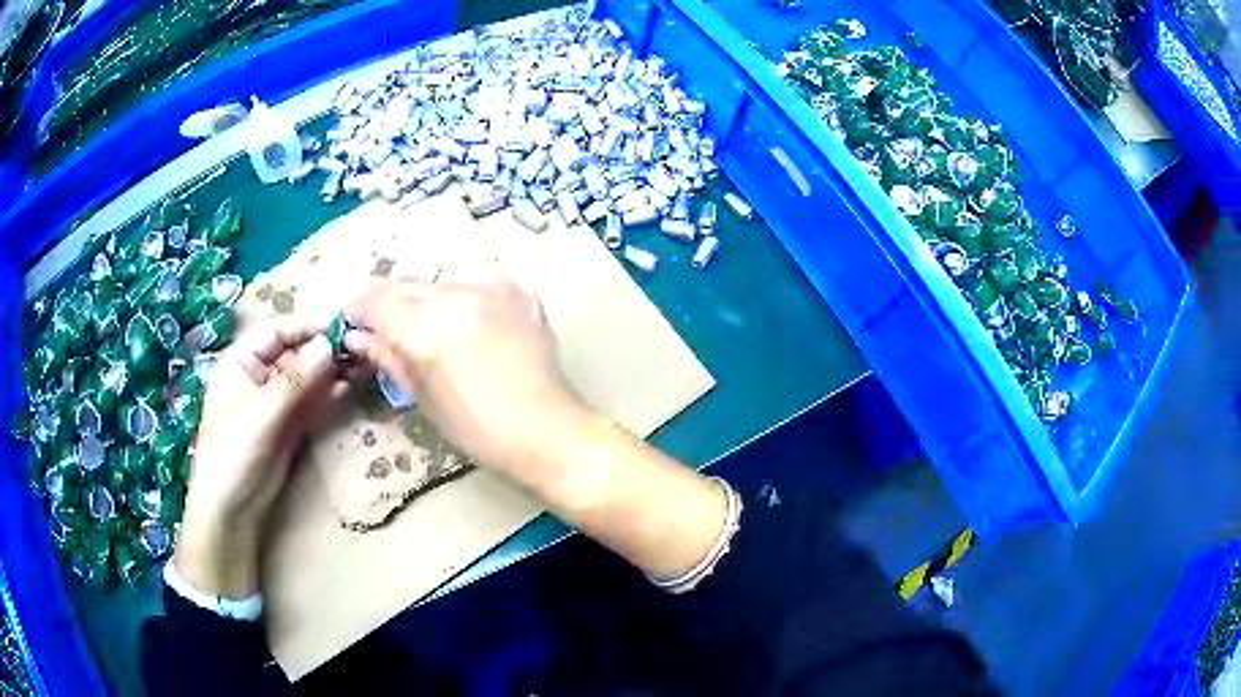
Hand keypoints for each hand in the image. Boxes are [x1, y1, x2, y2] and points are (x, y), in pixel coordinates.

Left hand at [175, 319, 349, 597]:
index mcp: (241, 361)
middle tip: (360, 346)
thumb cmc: (234, 450)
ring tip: (363, 362)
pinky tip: (349, 386)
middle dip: (325, 349)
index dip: (309, 326)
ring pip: (307, 378)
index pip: (278, 331)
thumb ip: (297, 379)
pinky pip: (311, 402)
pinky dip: (329, 394)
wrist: (232, 507)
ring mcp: (275, 402)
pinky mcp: (288, 425)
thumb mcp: (263, 412)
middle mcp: (258, 376)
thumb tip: (329, 344)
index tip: (343, 325)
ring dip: (331, 371)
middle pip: (295, 353)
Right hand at [344, 276, 580, 477]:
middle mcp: (457, 296)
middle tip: (384, 326)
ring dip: (424, 296)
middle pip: (405, 283)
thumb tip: (356, 336)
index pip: (376, 299)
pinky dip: (460, 293)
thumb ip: (387, 357)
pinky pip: (475, 278)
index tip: (353, 323)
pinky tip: (464, 318)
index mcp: (426, 329)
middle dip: (388, 302)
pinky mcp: (519, 290)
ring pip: (439, 278)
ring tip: (426, 324)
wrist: (546, 432)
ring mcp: (492, 288)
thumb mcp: (422, 397)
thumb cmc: (477, 431)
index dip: (357, 309)